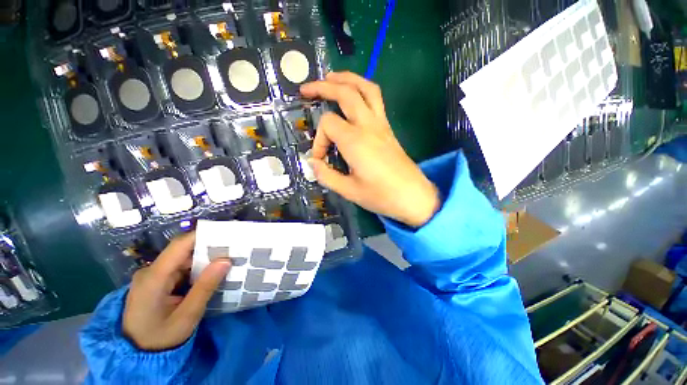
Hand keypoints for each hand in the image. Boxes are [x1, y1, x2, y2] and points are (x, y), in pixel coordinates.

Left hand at [122, 232, 230, 350]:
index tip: (227, 235)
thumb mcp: (187, 316)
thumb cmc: (160, 338)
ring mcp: (152, 276)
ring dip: (204, 261)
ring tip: (226, 262)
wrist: (137, 356)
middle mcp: (151, 271)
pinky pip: (180, 269)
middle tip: (233, 252)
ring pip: (183, 260)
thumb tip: (226, 260)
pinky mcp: (156, 282)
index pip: (179, 245)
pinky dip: (196, 270)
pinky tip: (210, 275)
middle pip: (183, 251)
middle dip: (209, 250)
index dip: (203, 236)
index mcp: (153, 277)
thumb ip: (205, 287)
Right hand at [301, 72, 439, 226]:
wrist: (413, 197)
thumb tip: (312, 163)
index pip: (328, 125)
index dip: (318, 141)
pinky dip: (361, 89)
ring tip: (330, 79)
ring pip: (365, 88)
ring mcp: (381, 124)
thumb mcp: (349, 191)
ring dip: (346, 79)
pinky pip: (375, 99)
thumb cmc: (381, 196)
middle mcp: (368, 126)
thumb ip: (326, 176)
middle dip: (323, 87)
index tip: (320, 159)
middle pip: (345, 92)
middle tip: (306, 89)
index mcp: (355, 141)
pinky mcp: (388, 128)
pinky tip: (353, 96)